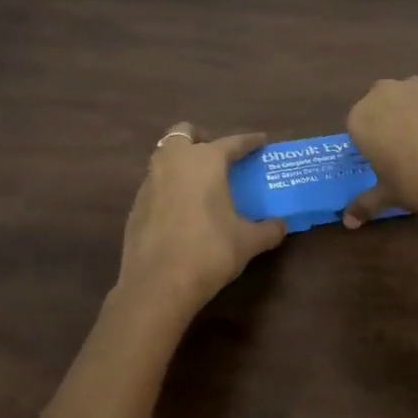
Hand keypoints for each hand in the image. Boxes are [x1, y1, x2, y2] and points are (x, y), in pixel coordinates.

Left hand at [111, 125, 287, 333]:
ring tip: (200, 183)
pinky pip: (155, 183)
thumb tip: (282, 226)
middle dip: (201, 139)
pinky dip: (169, 187)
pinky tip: (181, 209)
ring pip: (165, 156)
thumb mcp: (247, 242)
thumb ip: (268, 230)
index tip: (261, 140)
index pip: (232, 142)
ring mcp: (150, 181)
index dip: (249, 141)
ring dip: (182, 161)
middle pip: (183, 133)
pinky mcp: (136, 204)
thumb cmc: (209, 252)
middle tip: (218, 157)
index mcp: (205, 161)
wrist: (158, 284)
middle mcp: (174, 162)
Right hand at [342, 77, 417, 230]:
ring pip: (408, 96)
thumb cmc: (416, 185)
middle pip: (380, 103)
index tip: (382, 158)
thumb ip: (364, 203)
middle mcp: (383, 94)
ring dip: (412, 110)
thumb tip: (348, 222)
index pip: (357, 125)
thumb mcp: (387, 195)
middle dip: (388, 120)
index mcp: (361, 118)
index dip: (370, 141)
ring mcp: (417, 86)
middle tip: (404, 148)